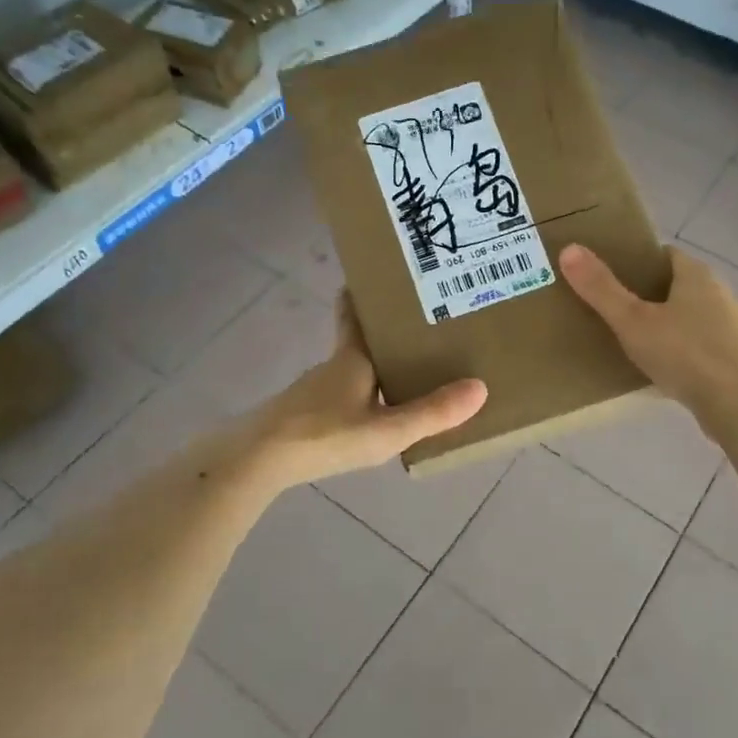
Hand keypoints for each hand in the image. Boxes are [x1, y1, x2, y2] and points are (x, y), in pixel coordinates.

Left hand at [246, 295, 486, 488]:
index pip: (355, 315)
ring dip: (372, 368)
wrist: (257, 460)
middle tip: (419, 330)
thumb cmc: (324, 435)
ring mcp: (313, 392)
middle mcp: (331, 368)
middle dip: (383, 334)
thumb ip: (431, 413)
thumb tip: (480, 387)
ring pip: (349, 372)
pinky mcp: (302, 416)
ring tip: (406, 375)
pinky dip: (358, 396)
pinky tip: (370, 417)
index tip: (379, 277)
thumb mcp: (385, 430)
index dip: (364, 296)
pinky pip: (339, 397)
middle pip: (358, 342)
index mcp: (351, 359)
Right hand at [559, 243, 737, 422]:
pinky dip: (686, 351)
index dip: (640, 262)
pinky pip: (704, 345)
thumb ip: (601, 289)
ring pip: (694, 316)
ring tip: (639, 342)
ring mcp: (734, 326)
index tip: (615, 277)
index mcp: (697, 275)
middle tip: (619, 311)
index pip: (666, 255)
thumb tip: (569, 249)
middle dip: (652, 295)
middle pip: (680, 285)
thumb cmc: (684, 353)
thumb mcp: (632, 321)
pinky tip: (667, 370)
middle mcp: (721, 293)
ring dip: (671, 325)